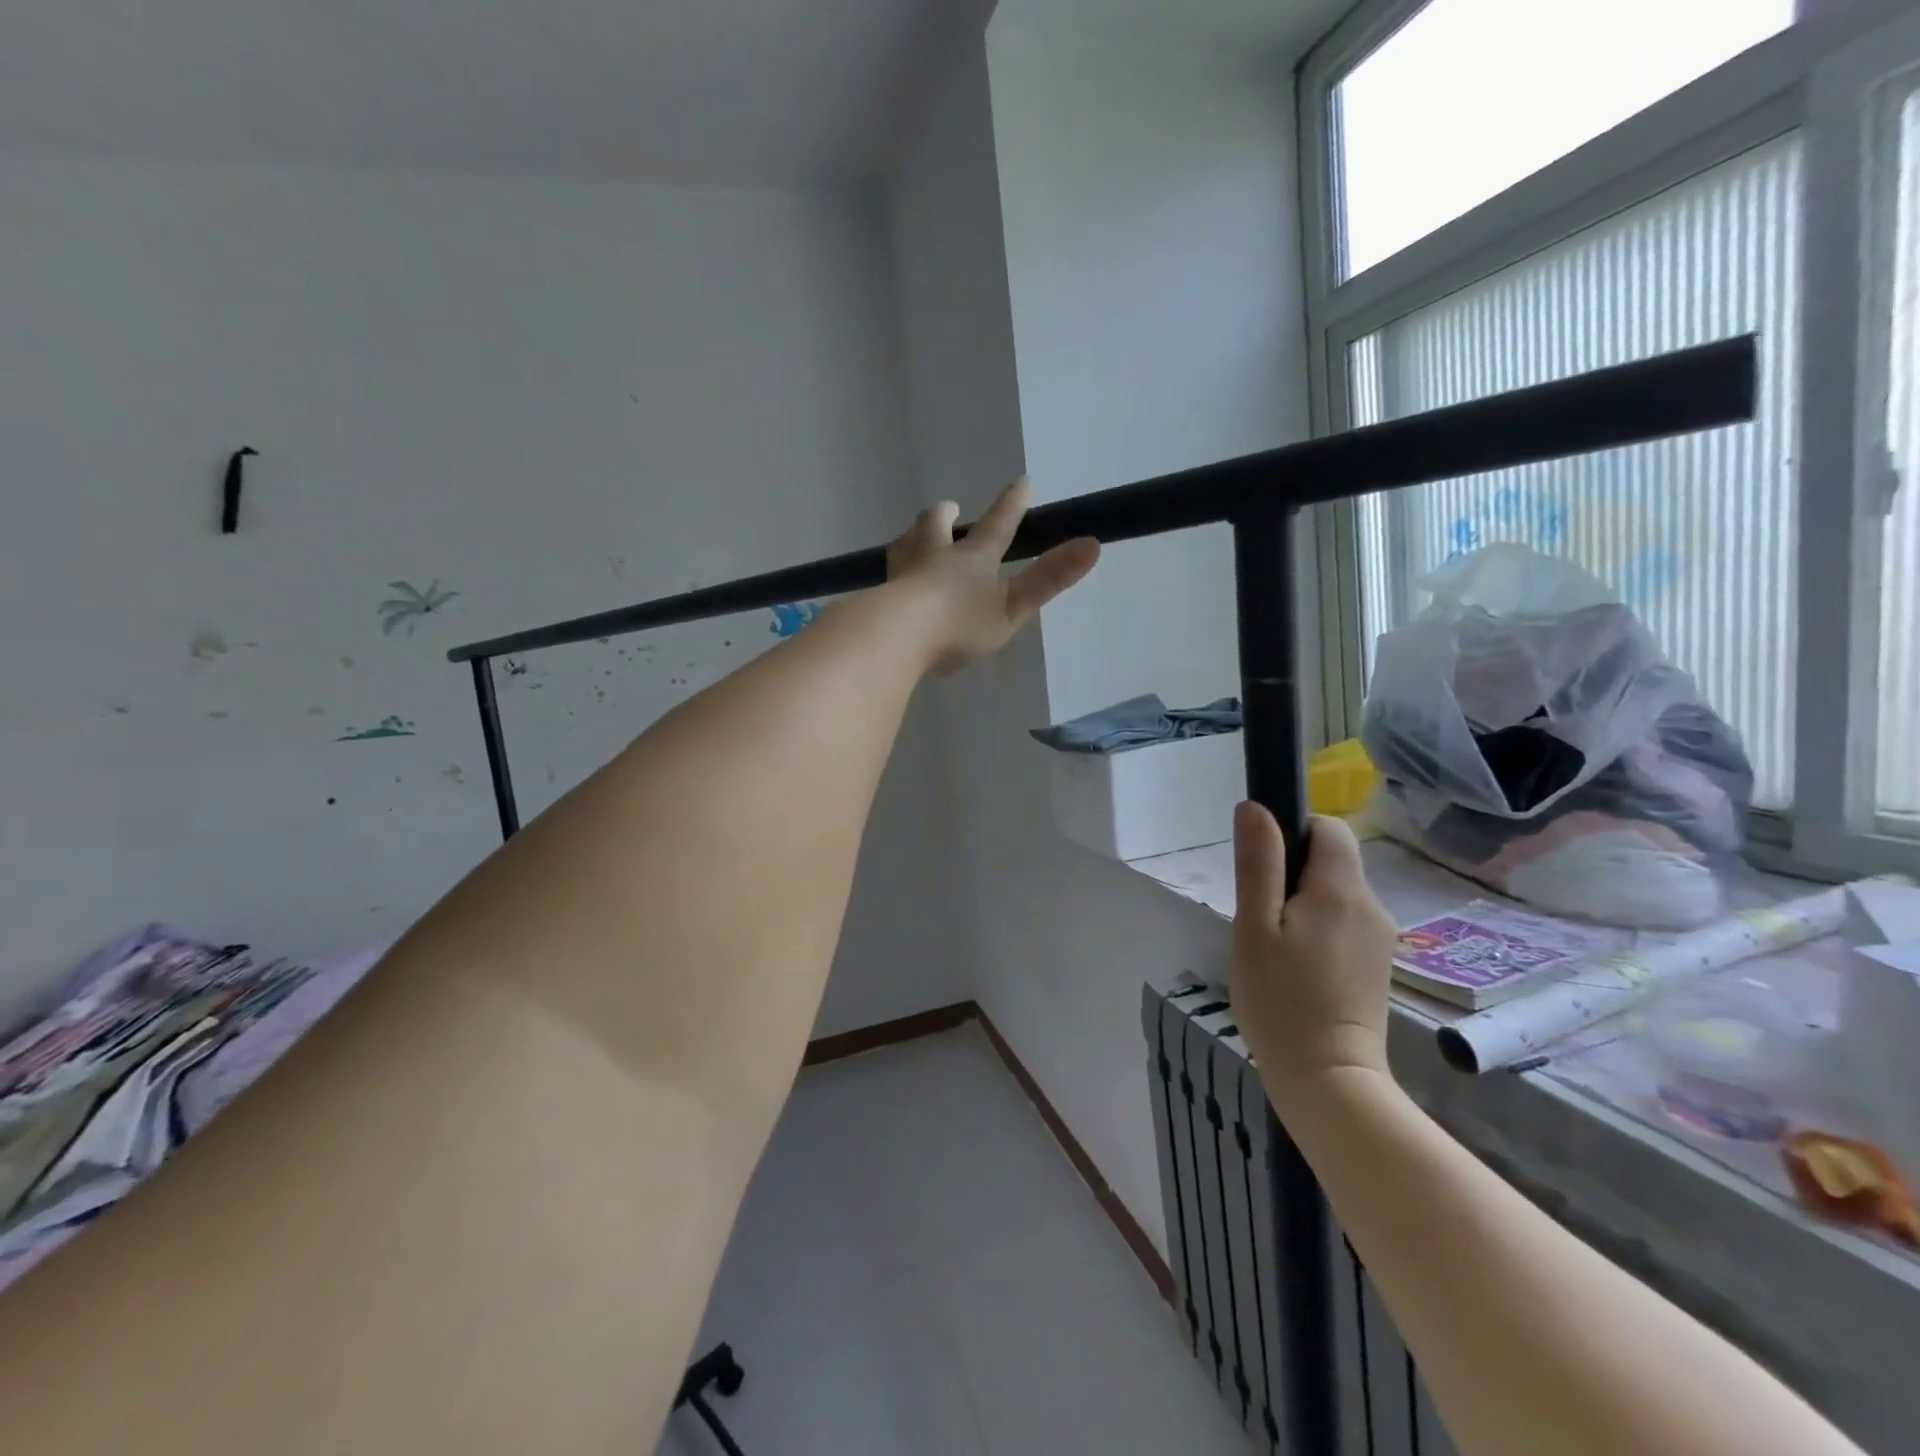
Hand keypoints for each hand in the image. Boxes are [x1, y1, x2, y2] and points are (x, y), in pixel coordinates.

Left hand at [886, 477, 1099, 674]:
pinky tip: (891, 589)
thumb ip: (1050, 579)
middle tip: (949, 511)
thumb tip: (1094, 544)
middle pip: (935, 524)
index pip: (998, 524)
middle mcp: (934, 555)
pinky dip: (894, 577)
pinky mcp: (878, 597)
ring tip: (915, 542)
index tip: (1021, 481)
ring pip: (905, 544)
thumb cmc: (960, 624)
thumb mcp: (1013, 607)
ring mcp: (901, 574)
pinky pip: (887, 578)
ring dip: (914, 538)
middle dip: (945, 515)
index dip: (1012, 504)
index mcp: (973, 557)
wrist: (896, 637)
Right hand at [1230, 805, 1397, 1107]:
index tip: (1264, 870)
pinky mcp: (1379, 963)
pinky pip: (1346, 922)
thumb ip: (1258, 863)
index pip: (1328, 828)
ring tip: (1276, 947)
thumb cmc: (1280, 1000)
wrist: (1329, 1079)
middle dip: (1293, 873)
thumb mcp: (1254, 926)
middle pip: (1332, 860)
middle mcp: (1372, 905)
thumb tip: (1255, 806)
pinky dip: (1320, 929)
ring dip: (1304, 904)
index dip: (1294, 833)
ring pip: (1337, 893)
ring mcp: (1380, 937)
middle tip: (1261, 918)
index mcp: (1340, 889)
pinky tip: (1299, 967)